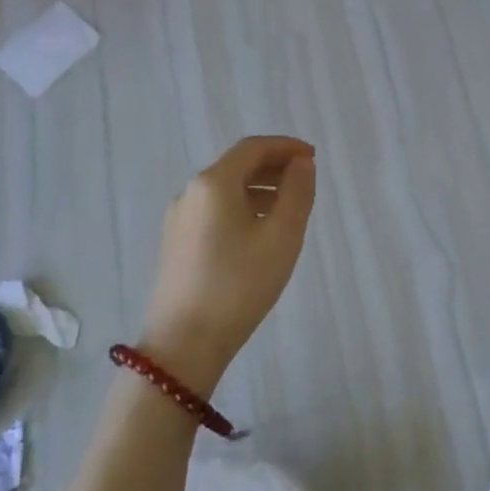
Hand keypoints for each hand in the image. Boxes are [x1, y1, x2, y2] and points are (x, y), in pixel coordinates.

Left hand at [142, 135, 316, 390]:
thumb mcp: (281, 237)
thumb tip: (301, 163)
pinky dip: (241, 207)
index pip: (253, 147)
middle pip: (236, 165)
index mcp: (213, 183)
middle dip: (273, 166)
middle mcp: (190, 192)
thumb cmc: (239, 285)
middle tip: (304, 181)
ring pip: (224, 189)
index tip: (313, 158)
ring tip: (287, 209)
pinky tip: (258, 233)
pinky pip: (213, 210)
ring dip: (258, 188)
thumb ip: (296, 193)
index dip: (286, 146)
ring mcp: (178, 219)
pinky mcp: (176, 243)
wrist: (184, 343)